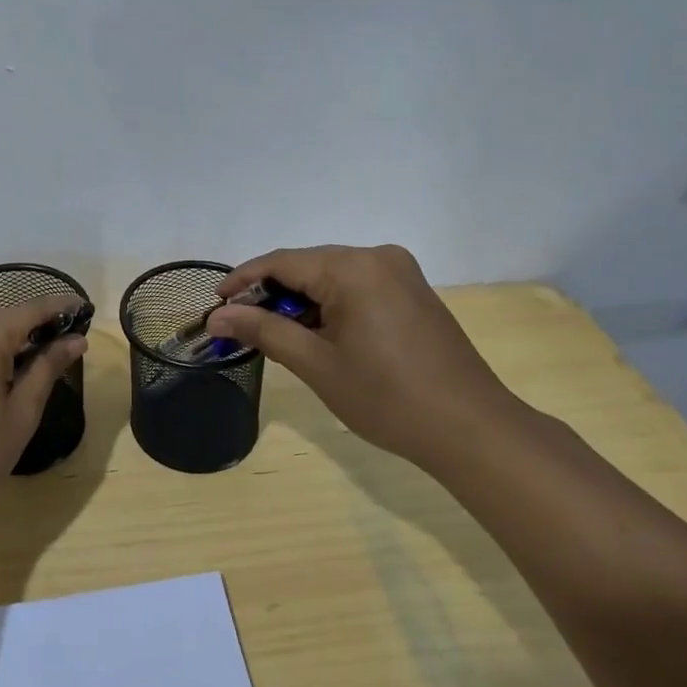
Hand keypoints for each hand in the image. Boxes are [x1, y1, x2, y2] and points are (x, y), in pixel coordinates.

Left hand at [0, 290, 87, 534]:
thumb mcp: (20, 416)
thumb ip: (47, 369)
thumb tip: (76, 340)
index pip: (33, 309)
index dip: (61, 306)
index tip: (83, 307)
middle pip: (4, 313)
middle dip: (33, 321)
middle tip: (59, 339)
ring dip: (0, 324)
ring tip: (21, 343)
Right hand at [205, 245, 527, 463]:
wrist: (471, 429)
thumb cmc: (387, 397)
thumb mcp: (316, 364)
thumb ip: (264, 331)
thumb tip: (217, 316)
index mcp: (353, 267)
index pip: (281, 262)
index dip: (243, 281)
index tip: (215, 305)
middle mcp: (378, 257)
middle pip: (307, 265)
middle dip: (271, 293)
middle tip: (240, 325)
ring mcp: (400, 273)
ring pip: (331, 276)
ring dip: (300, 301)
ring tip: (276, 334)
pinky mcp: (413, 292)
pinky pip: (357, 286)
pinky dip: (330, 305)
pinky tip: (318, 334)